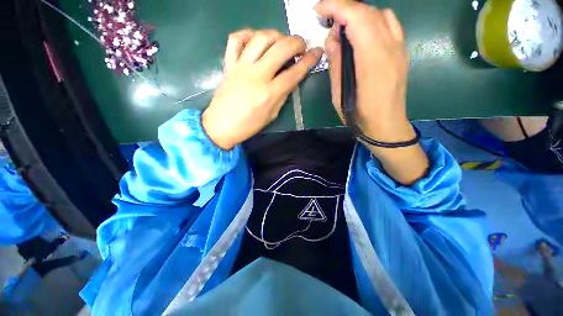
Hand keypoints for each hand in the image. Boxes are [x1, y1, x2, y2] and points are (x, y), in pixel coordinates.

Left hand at [202, 29, 322, 149]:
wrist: (221, 126)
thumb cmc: (248, 126)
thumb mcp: (271, 115)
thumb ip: (282, 96)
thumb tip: (290, 79)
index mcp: (269, 94)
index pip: (293, 73)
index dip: (308, 61)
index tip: (317, 52)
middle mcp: (256, 76)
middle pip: (280, 49)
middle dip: (296, 42)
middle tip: (301, 45)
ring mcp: (240, 67)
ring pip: (260, 39)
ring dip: (276, 35)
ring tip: (281, 41)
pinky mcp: (228, 64)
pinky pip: (235, 40)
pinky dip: (247, 34)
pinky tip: (255, 39)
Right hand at [315, 0, 414, 142]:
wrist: (386, 126)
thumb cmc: (359, 116)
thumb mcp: (339, 95)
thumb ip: (336, 64)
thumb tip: (333, 39)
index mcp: (372, 61)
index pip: (357, 18)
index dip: (336, 7)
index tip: (319, 9)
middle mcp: (390, 48)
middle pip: (369, 12)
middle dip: (344, 9)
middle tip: (328, 21)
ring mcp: (400, 49)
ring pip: (380, 15)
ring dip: (359, 16)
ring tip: (344, 30)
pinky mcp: (402, 52)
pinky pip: (389, 25)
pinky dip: (372, 22)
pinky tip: (362, 37)